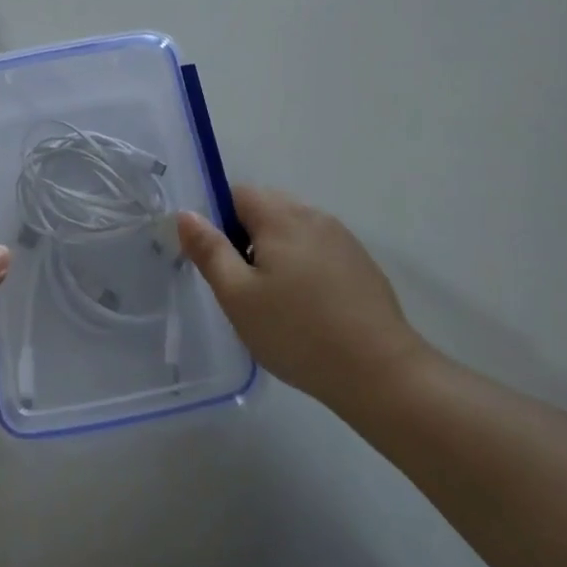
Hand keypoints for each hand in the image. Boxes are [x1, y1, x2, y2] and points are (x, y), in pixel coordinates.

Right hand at [177, 186, 426, 409]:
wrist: (381, 373)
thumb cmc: (297, 332)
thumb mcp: (238, 295)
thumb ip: (209, 250)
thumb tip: (186, 213)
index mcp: (280, 215)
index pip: (236, 194)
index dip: (218, 222)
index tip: (219, 263)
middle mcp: (313, 215)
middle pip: (265, 210)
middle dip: (246, 238)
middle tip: (242, 287)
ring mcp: (342, 238)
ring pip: (292, 232)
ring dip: (275, 254)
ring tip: (274, 303)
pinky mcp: (361, 264)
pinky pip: (318, 251)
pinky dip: (303, 269)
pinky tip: (307, 311)